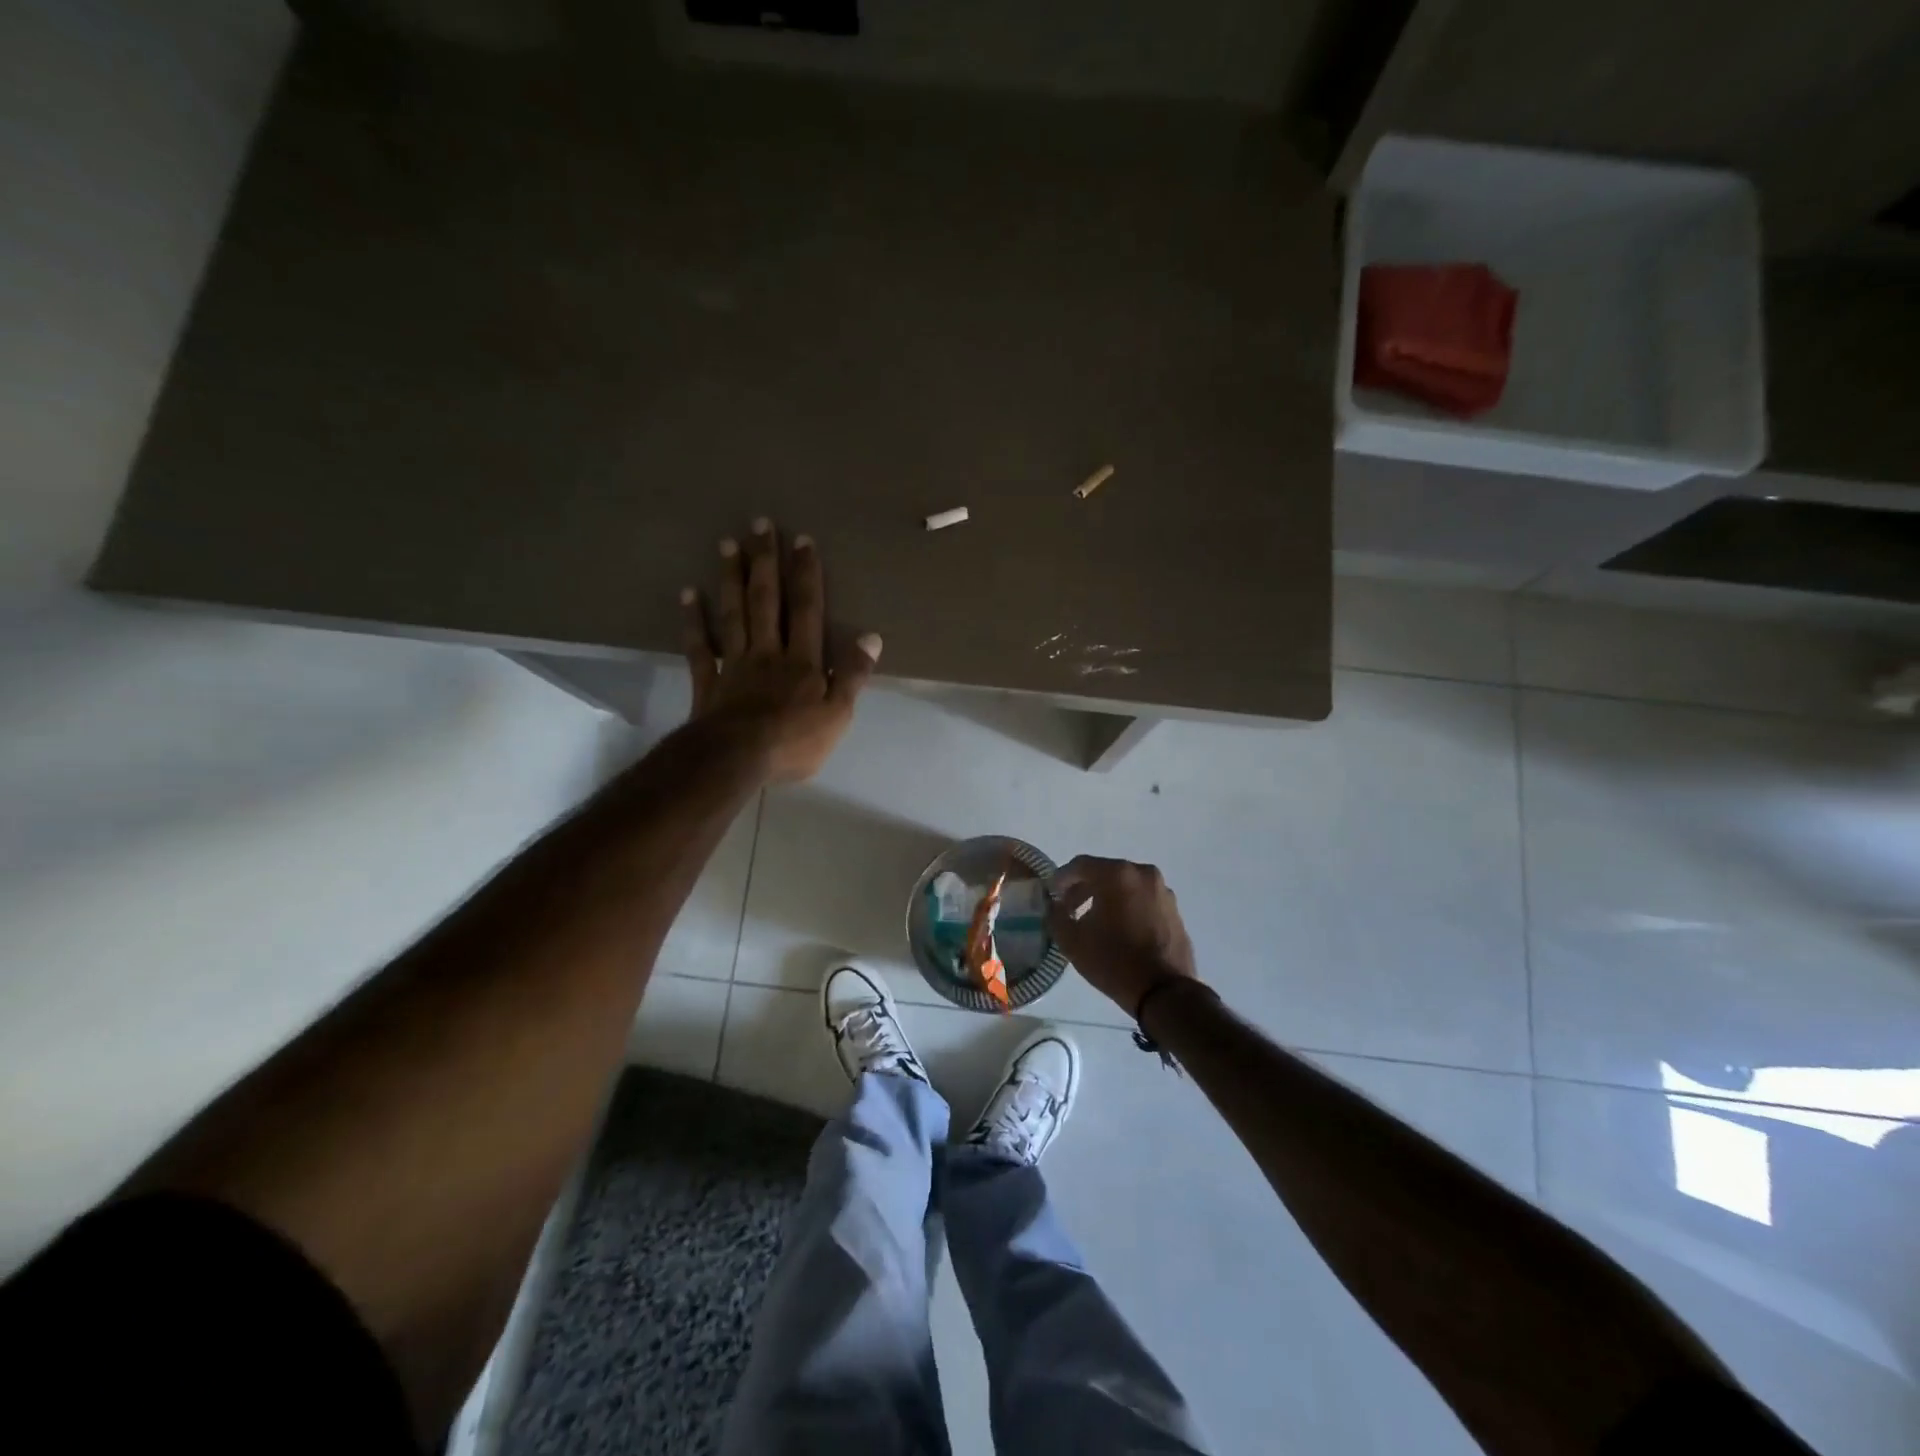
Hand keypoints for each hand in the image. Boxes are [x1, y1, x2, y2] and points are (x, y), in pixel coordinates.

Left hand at [682, 519, 880, 782]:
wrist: (736, 760)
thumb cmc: (794, 742)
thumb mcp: (838, 714)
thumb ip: (853, 675)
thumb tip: (872, 637)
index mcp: (802, 662)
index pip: (807, 611)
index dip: (807, 575)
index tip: (803, 540)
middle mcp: (768, 653)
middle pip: (766, 602)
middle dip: (766, 562)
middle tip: (760, 525)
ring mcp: (735, 665)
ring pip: (733, 615)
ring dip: (731, 579)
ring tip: (728, 545)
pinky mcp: (709, 683)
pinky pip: (700, 647)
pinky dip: (693, 621)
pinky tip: (688, 595)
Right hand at [1045, 856, 1199, 1016]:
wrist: (1165, 992)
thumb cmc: (1113, 961)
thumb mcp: (1072, 941)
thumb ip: (1055, 916)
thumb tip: (1055, 906)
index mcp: (1117, 874)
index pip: (1080, 865)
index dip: (1061, 879)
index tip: (1052, 896)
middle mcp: (1143, 874)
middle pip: (1105, 873)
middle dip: (1084, 889)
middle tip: (1070, 910)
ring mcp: (1163, 891)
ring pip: (1126, 886)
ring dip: (1107, 898)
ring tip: (1095, 922)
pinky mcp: (1174, 909)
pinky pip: (1143, 899)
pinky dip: (1128, 907)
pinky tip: (1120, 930)